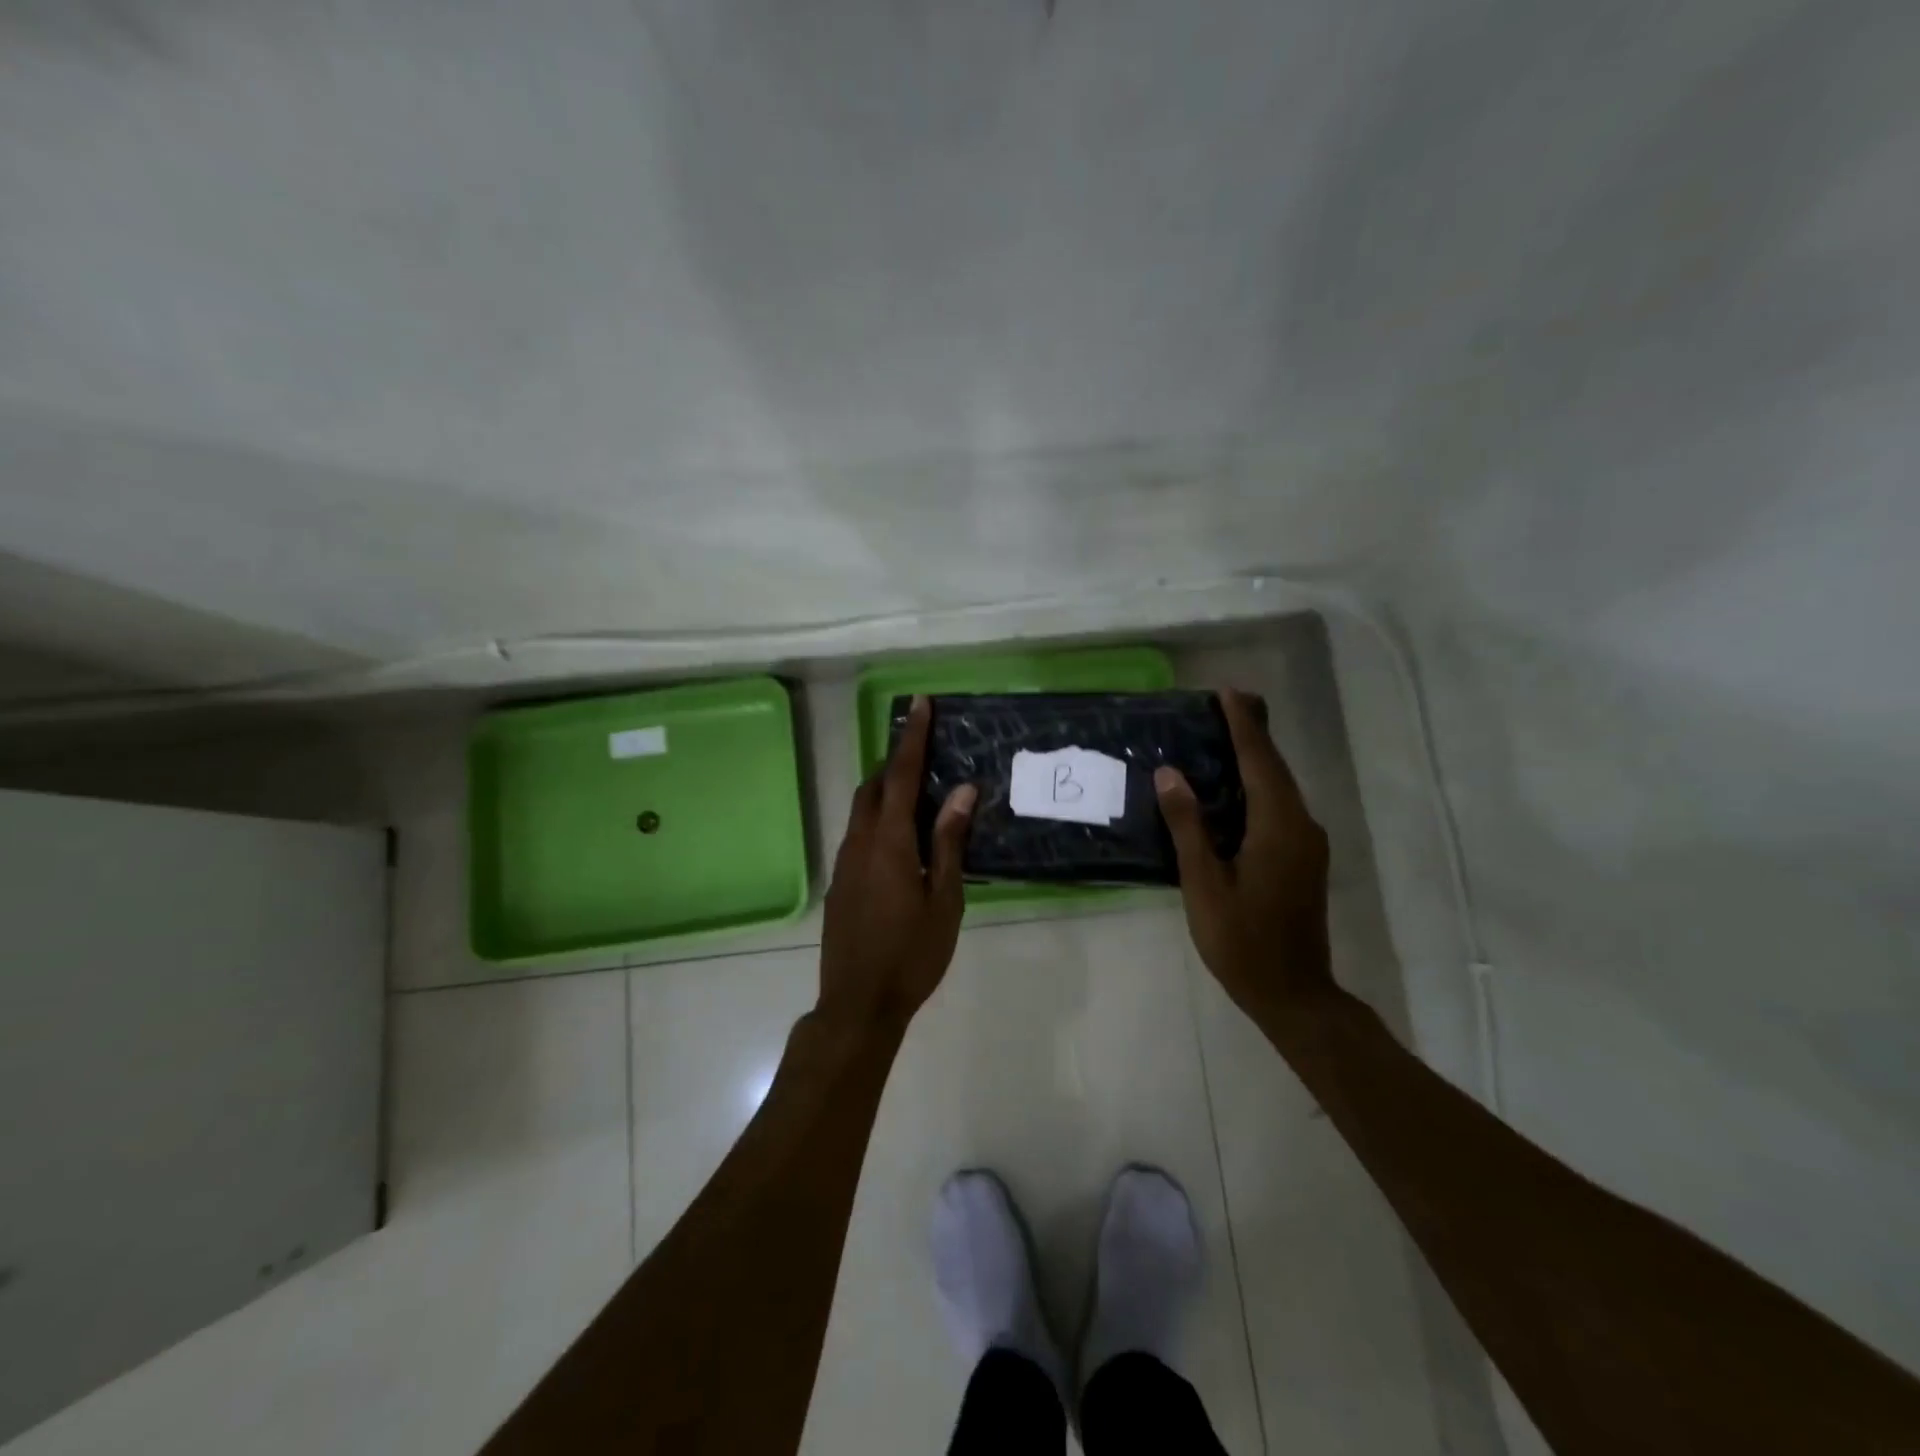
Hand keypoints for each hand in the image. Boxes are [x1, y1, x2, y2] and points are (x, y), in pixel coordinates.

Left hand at [819, 696, 976, 1032]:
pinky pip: (858, 833)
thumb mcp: (944, 899)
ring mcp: (844, 862)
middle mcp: (859, 842)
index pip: (899, 776)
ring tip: (916, 790)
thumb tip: (962, 790)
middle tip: (923, 749)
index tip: (919, 704)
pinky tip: (900, 839)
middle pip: (873, 786)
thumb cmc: (912, 953)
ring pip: (861, 810)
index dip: (911, 738)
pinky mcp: (839, 882)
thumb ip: (949, 841)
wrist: (858, 1002)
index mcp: (889, 842)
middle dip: (894, 760)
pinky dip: (877, 818)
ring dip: (884, 789)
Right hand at [1155, 687, 1333, 1019]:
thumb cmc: (1241, 940)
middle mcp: (1302, 826)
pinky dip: (1259, 786)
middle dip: (1252, 734)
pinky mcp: (1304, 859)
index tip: (1227, 692)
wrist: (1293, 993)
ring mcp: (1308, 844)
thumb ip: (1189, 826)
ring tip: (1226, 735)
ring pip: (1280, 788)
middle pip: (1276, 768)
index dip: (1243, 725)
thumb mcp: (1204, 883)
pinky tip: (1235, 787)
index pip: (1259, 762)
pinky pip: (1280, 808)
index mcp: (1279, 827)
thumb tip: (1170, 775)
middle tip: (1225, 703)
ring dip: (1256, 759)